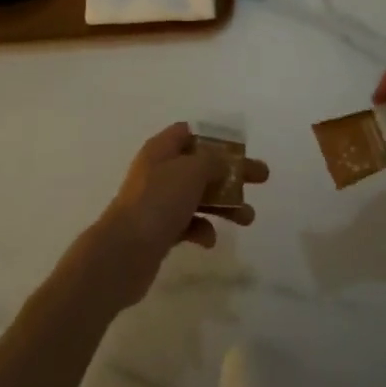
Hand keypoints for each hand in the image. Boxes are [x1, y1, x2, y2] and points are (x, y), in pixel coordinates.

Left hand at [74, 124, 267, 309]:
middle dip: (232, 173)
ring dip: (224, 205)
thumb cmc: (158, 202)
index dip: (215, 138)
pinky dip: (202, 230)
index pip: (189, 133)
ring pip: (198, 197)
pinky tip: (208, 240)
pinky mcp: (159, 231)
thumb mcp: (191, 171)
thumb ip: (212, 161)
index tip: (240, 149)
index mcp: (161, 149)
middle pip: (201, 166)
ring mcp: (158, 202)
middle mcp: (159, 172)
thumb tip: (221, 161)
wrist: (123, 253)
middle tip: (262, 178)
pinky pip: (188, 225)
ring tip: (248, 218)